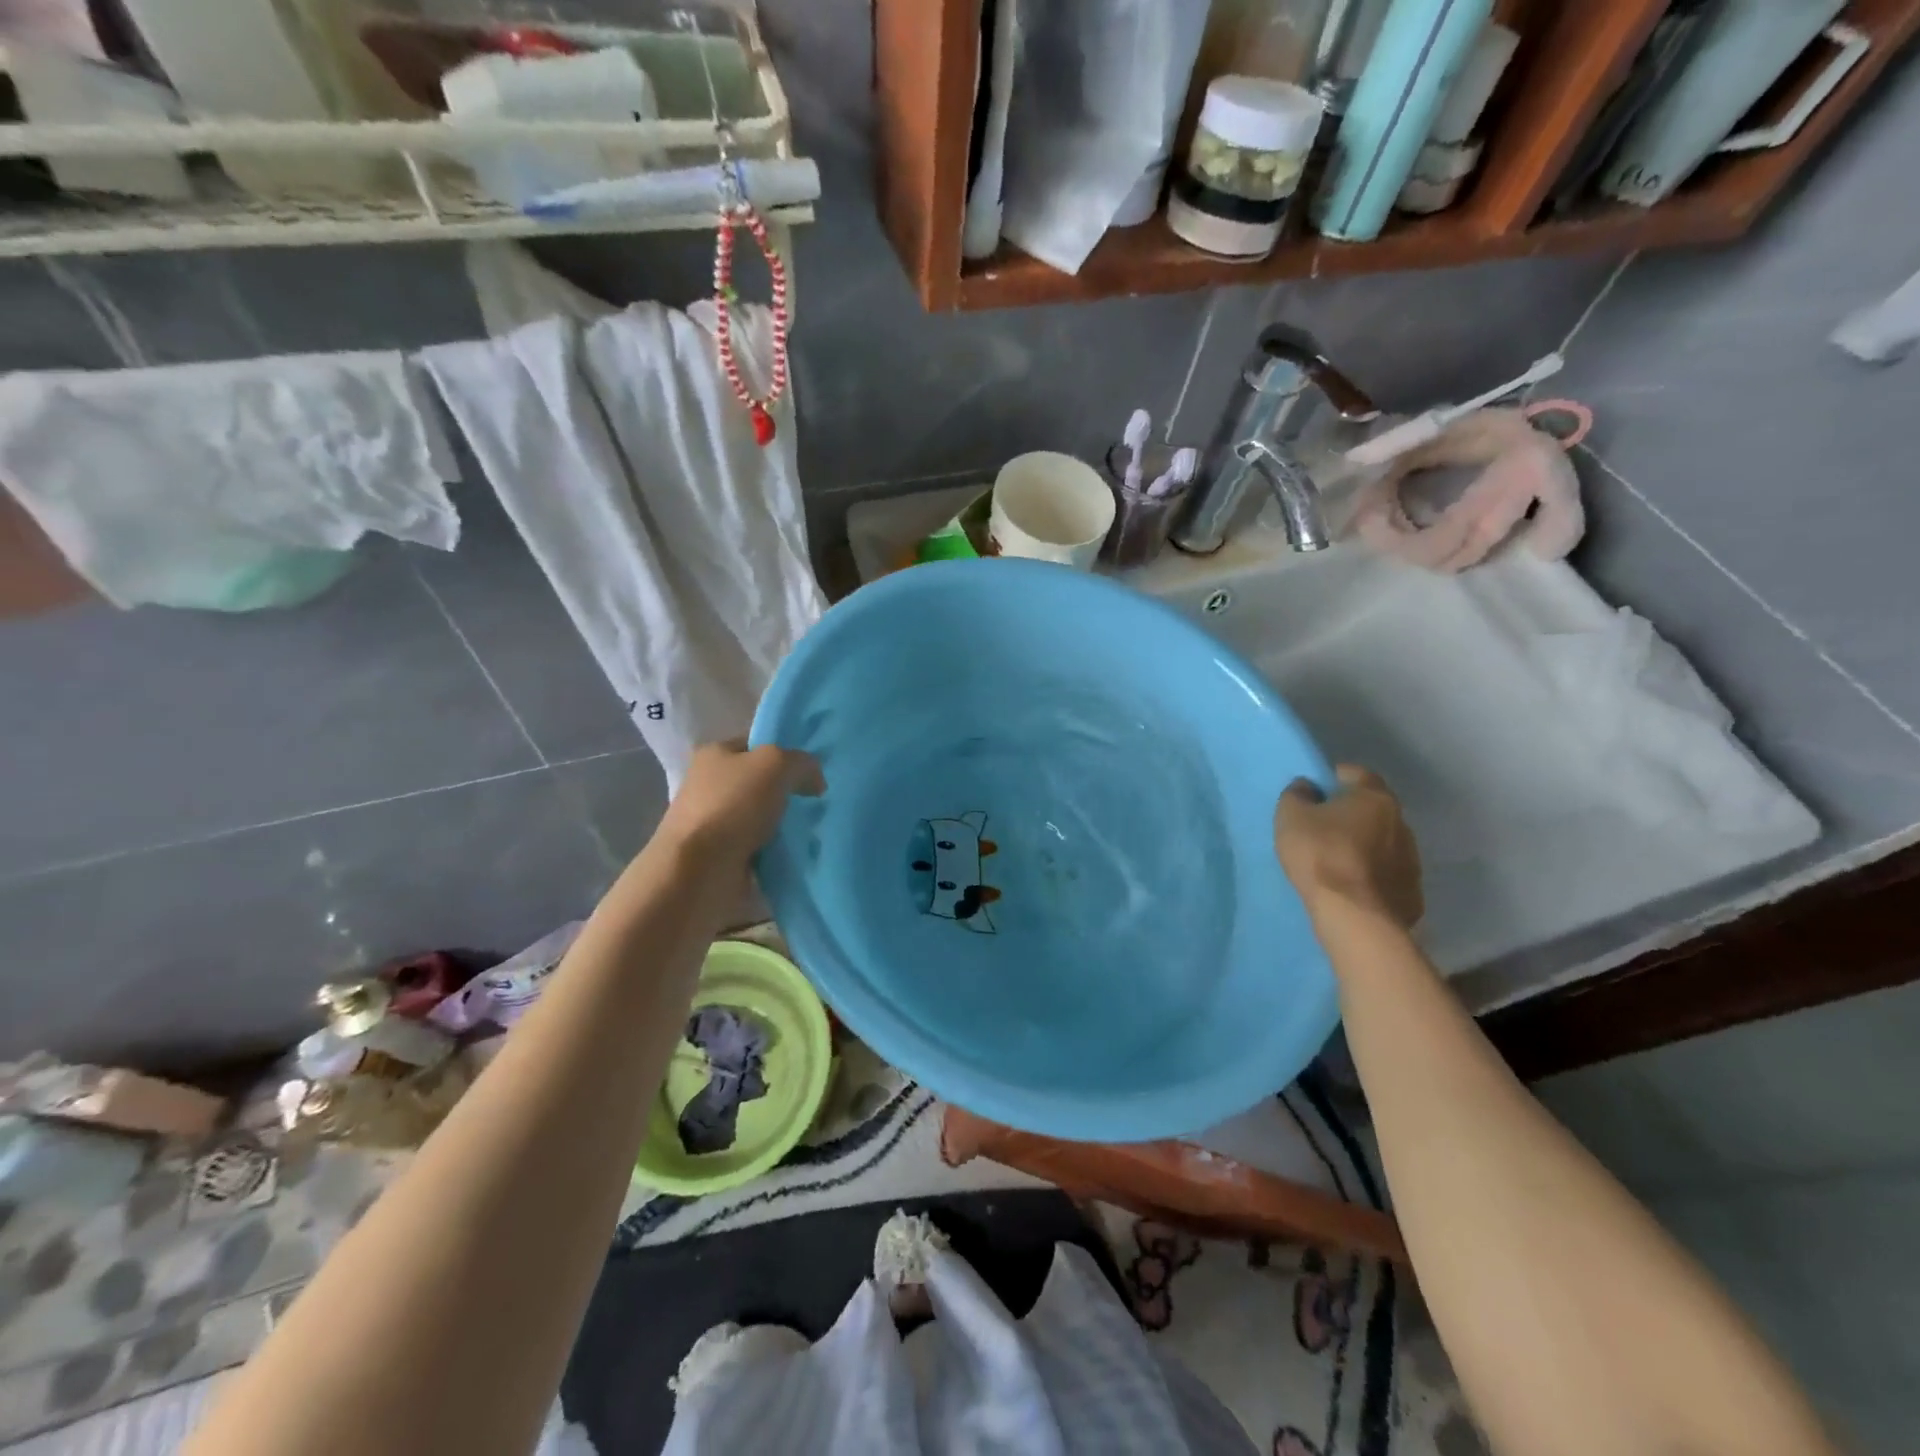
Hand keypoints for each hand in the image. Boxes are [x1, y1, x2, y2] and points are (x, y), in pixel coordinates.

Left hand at [656, 740, 823, 865]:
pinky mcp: (720, 855)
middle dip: (788, 791)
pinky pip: (758, 846)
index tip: (812, 771)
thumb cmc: (734, 805)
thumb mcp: (776, 764)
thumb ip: (802, 762)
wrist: (700, 870)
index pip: (756, 744)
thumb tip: (815, 781)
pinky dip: (775, 850)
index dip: (785, 752)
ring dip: (783, 824)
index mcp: (714, 754)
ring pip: (761, 816)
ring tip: (811, 830)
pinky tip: (795, 852)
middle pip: (760, 781)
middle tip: (817, 802)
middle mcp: (709, 784)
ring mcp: (713, 822)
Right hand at [1275, 765, 1423, 929]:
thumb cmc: (1320, 854)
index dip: (1335, 777)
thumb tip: (1307, 787)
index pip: (1357, 774)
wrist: (1354, 915)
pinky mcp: (1411, 891)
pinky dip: (1371, 874)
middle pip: (1373, 809)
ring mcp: (1411, 859)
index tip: (1318, 787)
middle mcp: (1401, 822)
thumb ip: (1297, 794)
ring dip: (1363, 845)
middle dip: (1351, 812)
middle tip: (1324, 824)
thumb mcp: (1291, 816)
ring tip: (1336, 859)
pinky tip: (1350, 885)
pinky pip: (1387, 873)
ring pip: (1383, 842)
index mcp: (1374, 797)